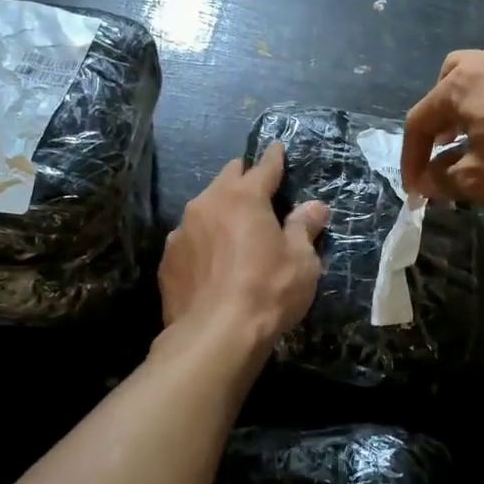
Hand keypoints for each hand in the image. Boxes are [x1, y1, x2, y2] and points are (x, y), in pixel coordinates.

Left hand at [160, 143, 329, 344]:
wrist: (214, 337)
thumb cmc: (267, 291)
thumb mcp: (301, 261)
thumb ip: (304, 228)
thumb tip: (315, 207)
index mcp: (243, 198)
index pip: (263, 168)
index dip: (274, 158)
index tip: (277, 147)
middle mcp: (207, 204)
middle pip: (227, 178)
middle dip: (243, 178)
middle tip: (257, 187)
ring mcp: (181, 232)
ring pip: (204, 208)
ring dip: (220, 211)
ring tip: (233, 229)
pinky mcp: (168, 260)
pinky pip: (190, 239)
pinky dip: (204, 241)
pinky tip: (213, 262)